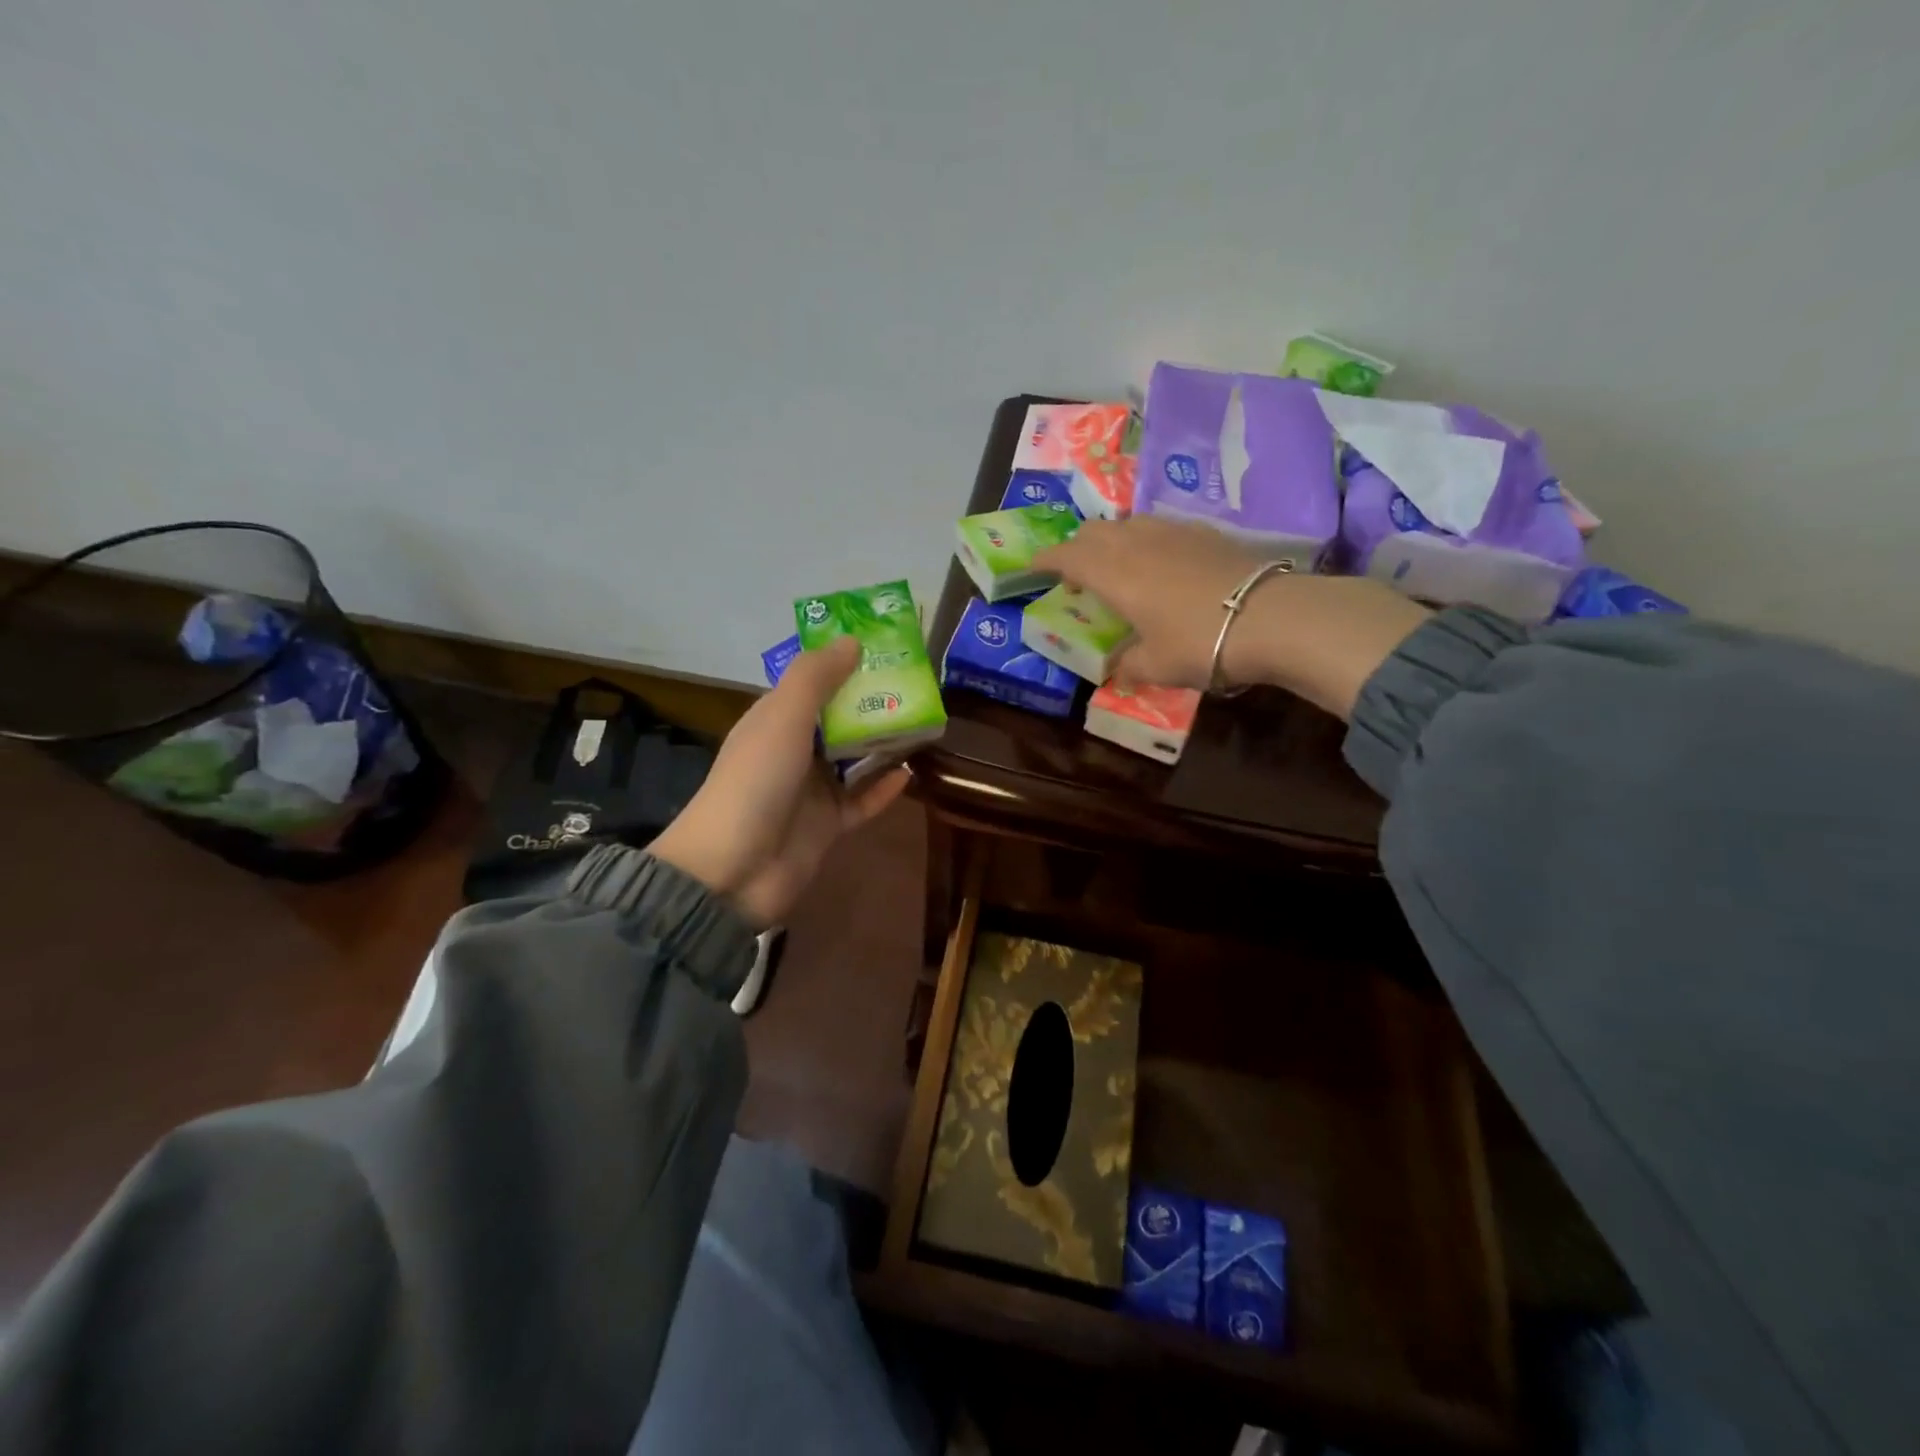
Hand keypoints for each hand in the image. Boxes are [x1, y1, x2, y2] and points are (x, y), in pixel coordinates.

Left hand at [651, 638, 909, 926]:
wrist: (732, 870)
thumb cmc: (755, 781)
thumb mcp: (782, 718)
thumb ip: (816, 677)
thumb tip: (853, 640)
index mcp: (775, 721)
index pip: (811, 684)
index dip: (842, 664)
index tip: (882, 648)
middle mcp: (793, 751)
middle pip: (838, 719)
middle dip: (871, 701)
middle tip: (915, 683)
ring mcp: (811, 790)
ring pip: (854, 759)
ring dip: (883, 743)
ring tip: (923, 721)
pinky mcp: (829, 825)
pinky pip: (863, 801)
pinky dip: (885, 788)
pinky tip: (911, 771)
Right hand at [1034, 517, 1270, 689]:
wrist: (1270, 617)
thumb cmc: (1198, 642)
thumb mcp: (1156, 666)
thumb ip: (1129, 666)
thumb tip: (1118, 669)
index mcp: (1113, 573)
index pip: (1068, 556)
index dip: (1047, 560)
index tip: (1034, 567)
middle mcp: (1136, 543)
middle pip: (1094, 531)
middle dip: (1077, 548)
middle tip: (1076, 573)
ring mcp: (1172, 531)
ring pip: (1127, 523)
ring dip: (1112, 540)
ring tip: (1117, 565)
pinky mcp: (1204, 532)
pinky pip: (1159, 527)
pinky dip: (1145, 539)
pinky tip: (1159, 561)